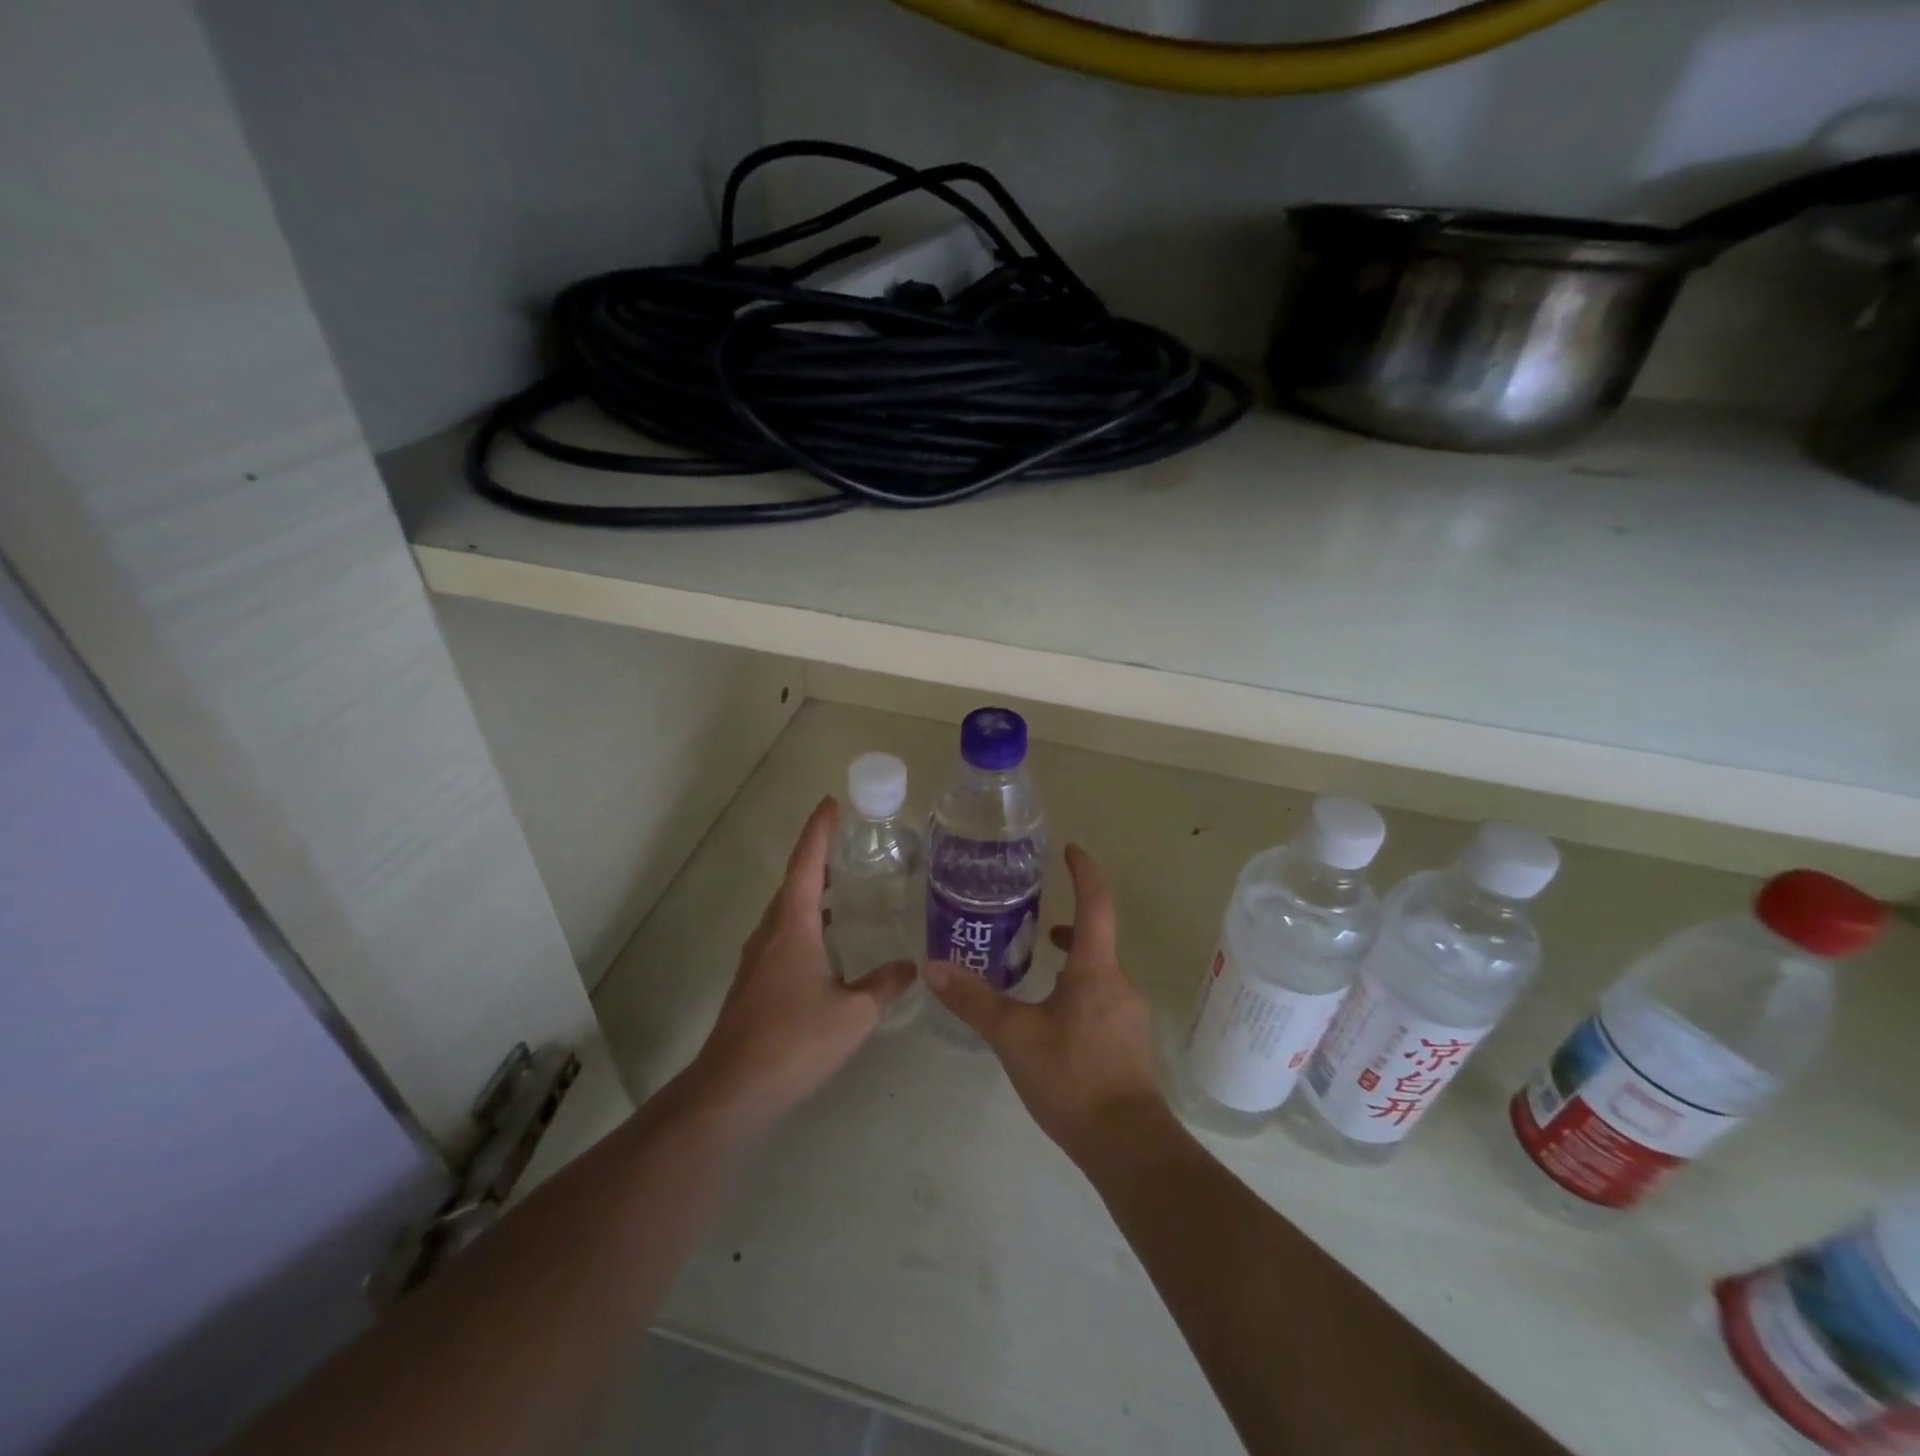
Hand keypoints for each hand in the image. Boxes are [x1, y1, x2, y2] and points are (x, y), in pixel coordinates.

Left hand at [688, 797, 916, 1127]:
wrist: (733, 1089)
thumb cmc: (794, 1041)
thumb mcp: (853, 1014)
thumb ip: (885, 985)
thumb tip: (912, 967)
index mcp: (793, 925)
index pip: (807, 863)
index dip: (819, 831)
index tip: (831, 803)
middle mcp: (771, 932)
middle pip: (795, 881)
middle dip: (819, 857)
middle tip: (849, 843)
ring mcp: (758, 957)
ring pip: (787, 910)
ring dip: (812, 890)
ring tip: (844, 885)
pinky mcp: (755, 981)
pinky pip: (783, 934)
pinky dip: (806, 921)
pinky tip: (827, 941)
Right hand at [925, 845, 1167, 1169]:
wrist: (1127, 1145)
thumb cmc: (1072, 1079)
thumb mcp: (1014, 1036)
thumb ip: (974, 1000)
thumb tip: (933, 966)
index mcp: (1095, 970)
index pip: (1095, 904)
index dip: (1084, 872)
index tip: (1071, 850)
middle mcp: (1119, 983)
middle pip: (1096, 937)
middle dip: (1067, 921)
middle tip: (1031, 917)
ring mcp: (1128, 1013)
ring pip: (1097, 970)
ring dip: (1071, 957)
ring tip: (1037, 962)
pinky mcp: (1127, 1040)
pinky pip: (1101, 996)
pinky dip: (1077, 987)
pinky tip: (1051, 1015)